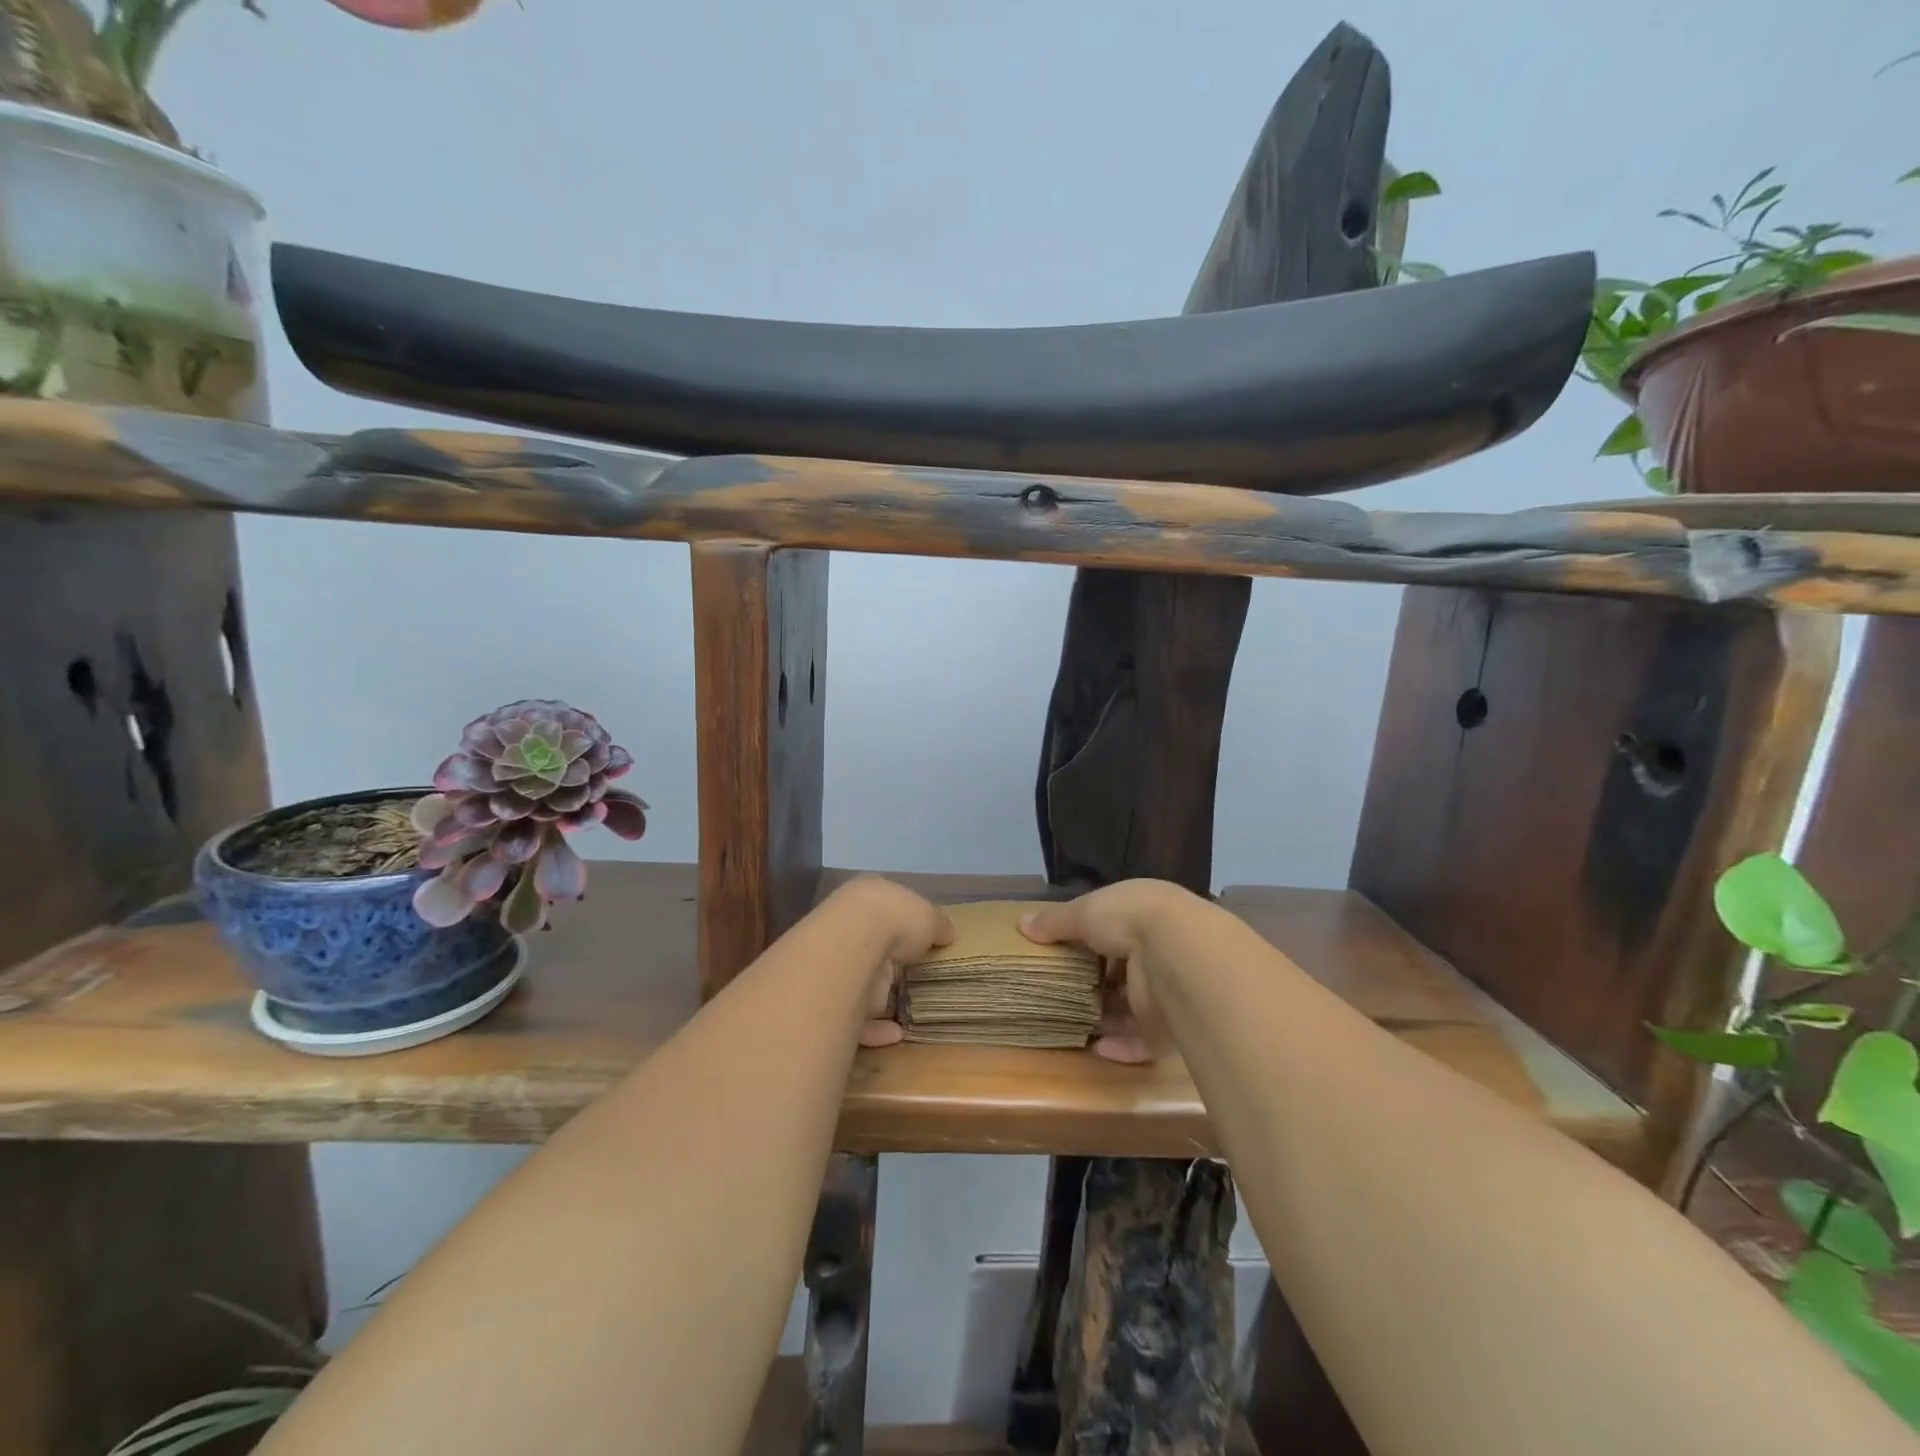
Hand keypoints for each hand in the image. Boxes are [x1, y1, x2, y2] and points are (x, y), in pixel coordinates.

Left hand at [824, 877, 953, 1047]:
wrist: (852, 945)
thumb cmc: (895, 918)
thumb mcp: (930, 916)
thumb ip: (939, 926)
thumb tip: (948, 933)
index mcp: (868, 898)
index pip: (885, 910)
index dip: (902, 924)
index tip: (919, 942)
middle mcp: (846, 926)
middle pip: (870, 946)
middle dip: (886, 962)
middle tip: (911, 978)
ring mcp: (834, 962)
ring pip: (858, 983)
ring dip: (878, 999)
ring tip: (906, 1011)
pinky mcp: (829, 999)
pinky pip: (853, 1018)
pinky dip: (874, 1028)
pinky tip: (896, 1034)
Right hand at [1020, 880, 1195, 1063]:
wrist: (1178, 954)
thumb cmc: (1127, 919)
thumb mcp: (1083, 911)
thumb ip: (1054, 922)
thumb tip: (1023, 924)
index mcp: (1143, 914)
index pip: (1115, 928)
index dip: (1091, 939)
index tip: (1065, 952)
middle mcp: (1159, 949)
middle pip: (1124, 970)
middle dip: (1099, 983)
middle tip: (1065, 992)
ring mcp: (1166, 989)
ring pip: (1134, 1007)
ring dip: (1108, 1017)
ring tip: (1074, 1024)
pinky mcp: (1170, 1025)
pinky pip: (1144, 1041)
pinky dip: (1122, 1046)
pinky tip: (1096, 1048)